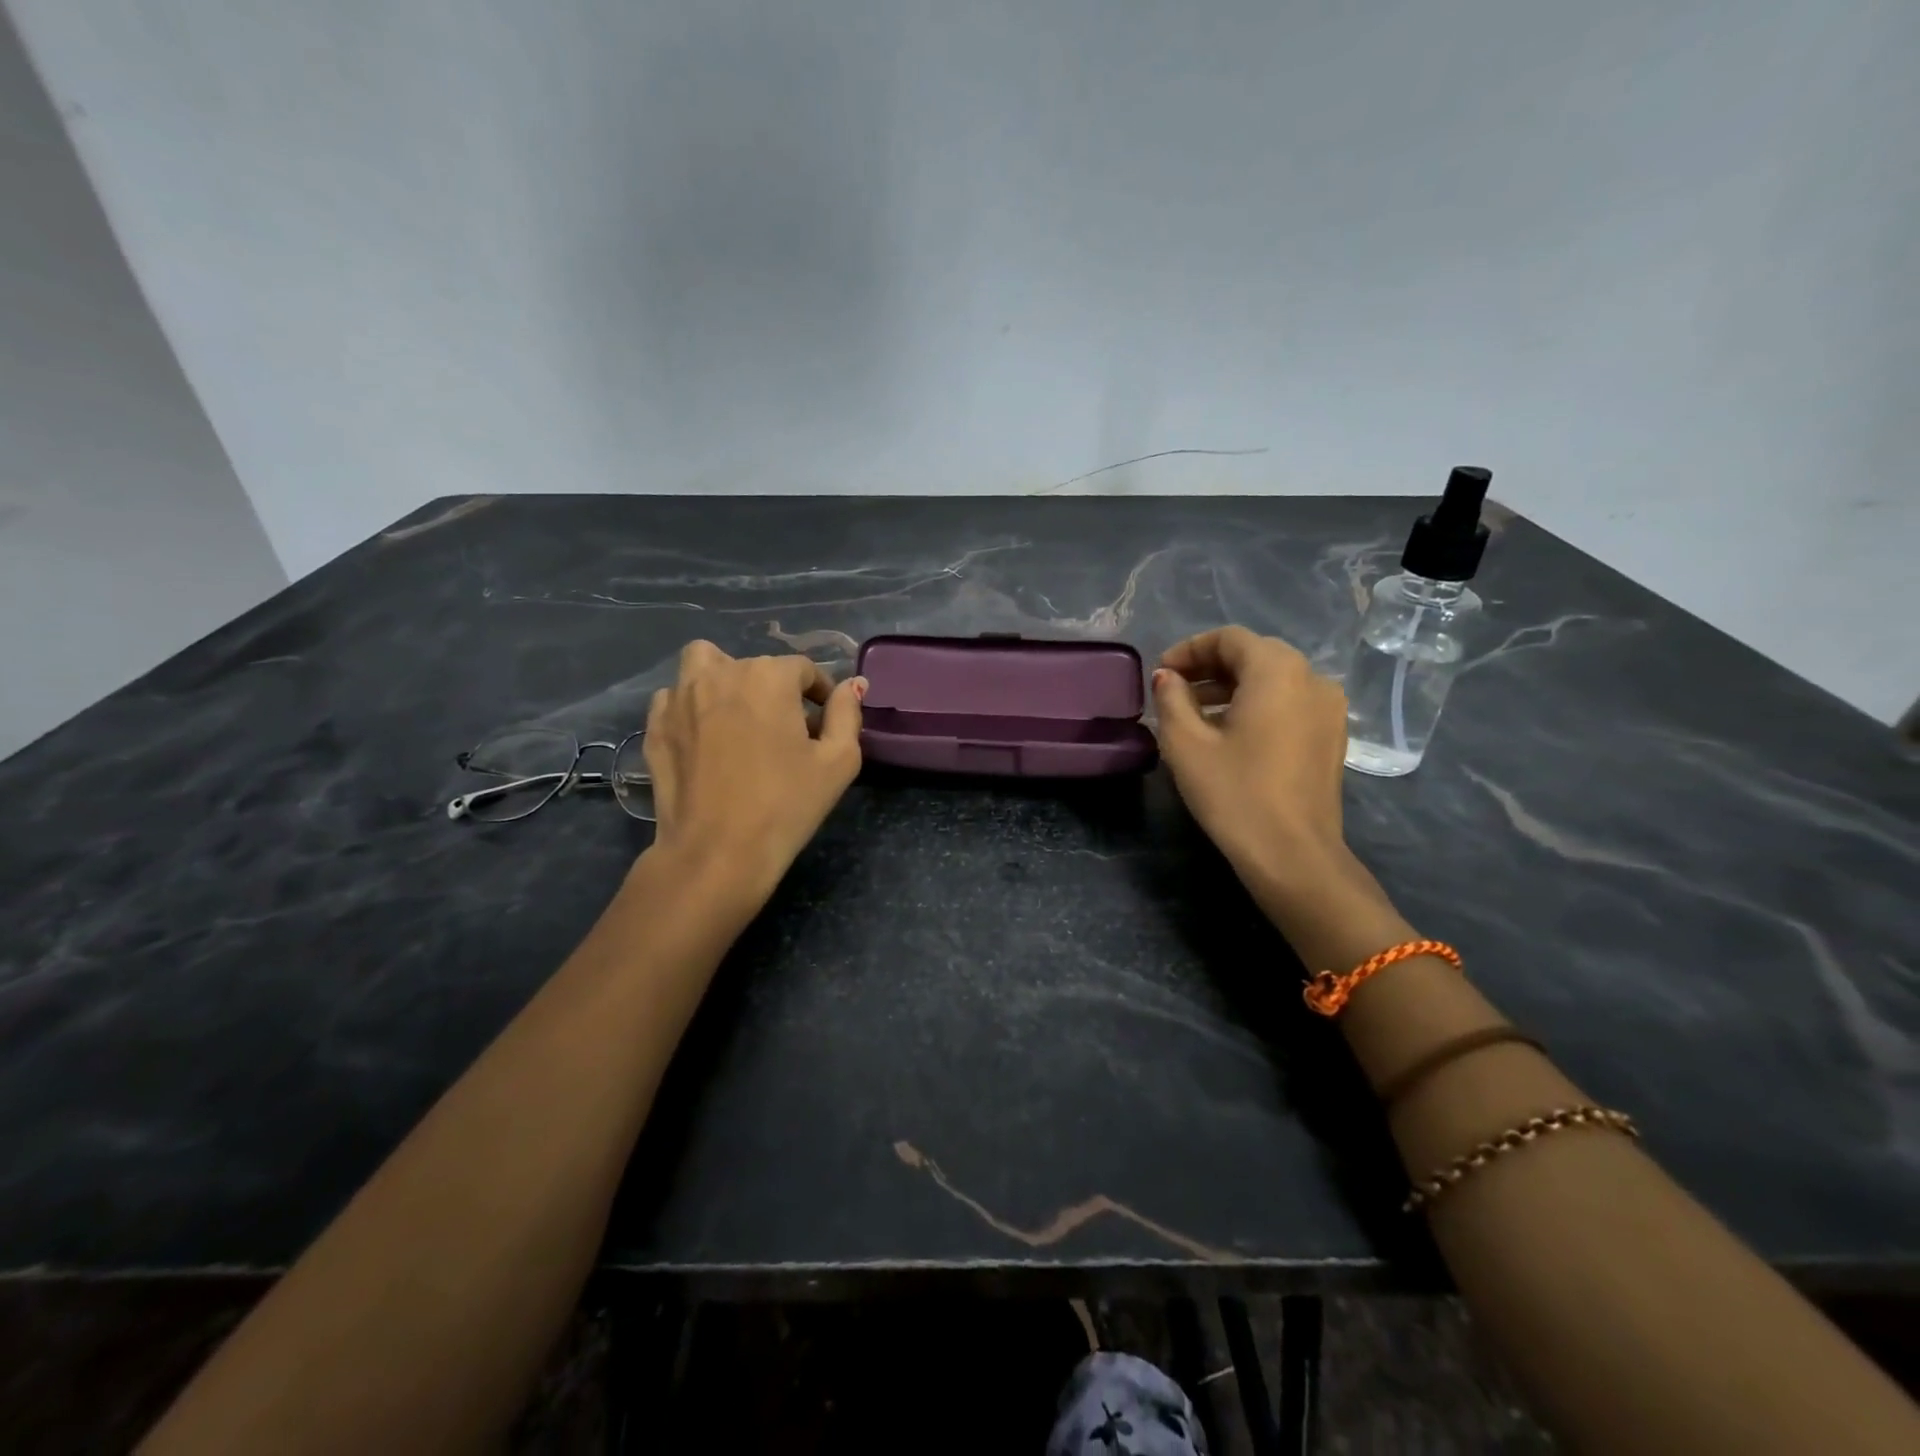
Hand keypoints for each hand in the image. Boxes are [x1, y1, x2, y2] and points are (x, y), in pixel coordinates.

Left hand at [642, 641, 865, 903]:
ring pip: (704, 665)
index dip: (820, 694)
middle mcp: (721, 673)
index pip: (804, 669)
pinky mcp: (655, 725)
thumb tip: (853, 684)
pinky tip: (704, 738)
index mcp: (769, 677)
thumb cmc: (786, 804)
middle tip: (785, 731)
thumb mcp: (838, 761)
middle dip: (775, 691)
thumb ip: (847, 714)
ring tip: (737, 717)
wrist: (717, 852)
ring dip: (724, 679)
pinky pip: (675, 697)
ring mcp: (680, 697)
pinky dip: (691, 706)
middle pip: (756, 666)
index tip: (824, 724)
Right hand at [1151, 628, 1395, 949]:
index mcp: (1277, 670)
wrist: (1293, 854)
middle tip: (1174, 690)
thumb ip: (1171, 699)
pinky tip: (1230, 733)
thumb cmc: (1234, 793)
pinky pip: (1290, 702)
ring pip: (1274, 679)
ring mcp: (1329, 708)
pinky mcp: (1332, 736)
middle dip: (1210, 667)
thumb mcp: (1185, 744)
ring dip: (1232, 687)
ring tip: (1195, 714)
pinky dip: (1257, 705)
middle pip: (1254, 654)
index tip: (1161, 674)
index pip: (1229, 638)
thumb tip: (1168, 678)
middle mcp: (1311, 677)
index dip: (1189, 649)